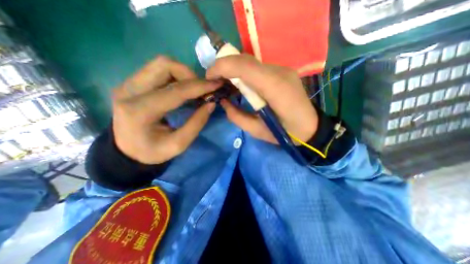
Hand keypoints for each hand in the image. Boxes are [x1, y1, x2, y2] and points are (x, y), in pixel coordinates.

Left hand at [112, 55, 221, 163]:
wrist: (126, 151)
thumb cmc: (152, 152)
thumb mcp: (178, 145)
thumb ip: (196, 124)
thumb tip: (211, 103)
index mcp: (139, 111)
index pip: (175, 91)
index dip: (199, 86)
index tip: (216, 85)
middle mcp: (129, 91)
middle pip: (164, 65)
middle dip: (190, 74)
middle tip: (202, 89)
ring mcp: (128, 84)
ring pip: (161, 64)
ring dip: (183, 73)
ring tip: (193, 89)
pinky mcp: (131, 83)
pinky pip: (157, 70)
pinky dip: (175, 76)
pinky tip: (183, 89)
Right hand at [207, 53, 316, 143]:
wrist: (309, 127)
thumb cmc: (284, 133)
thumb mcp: (257, 131)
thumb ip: (236, 116)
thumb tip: (223, 102)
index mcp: (275, 88)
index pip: (244, 67)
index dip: (222, 67)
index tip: (209, 77)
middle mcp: (279, 73)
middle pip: (245, 60)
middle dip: (224, 66)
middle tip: (214, 80)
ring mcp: (282, 70)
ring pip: (250, 62)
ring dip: (233, 69)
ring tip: (224, 82)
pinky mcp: (282, 72)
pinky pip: (257, 67)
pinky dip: (244, 72)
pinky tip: (240, 83)